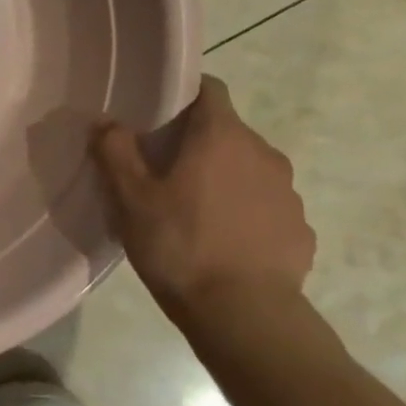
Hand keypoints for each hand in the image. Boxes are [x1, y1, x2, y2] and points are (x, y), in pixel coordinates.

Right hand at [93, 76, 314, 317]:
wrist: (244, 315)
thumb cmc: (180, 245)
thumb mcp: (131, 199)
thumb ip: (115, 152)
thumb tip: (106, 122)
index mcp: (222, 136)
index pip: (209, 89)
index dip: (183, 96)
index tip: (157, 117)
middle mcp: (263, 154)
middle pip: (227, 132)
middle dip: (197, 145)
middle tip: (162, 174)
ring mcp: (288, 193)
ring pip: (248, 171)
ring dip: (223, 181)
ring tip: (193, 214)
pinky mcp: (300, 230)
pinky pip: (266, 209)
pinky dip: (245, 215)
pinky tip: (223, 244)